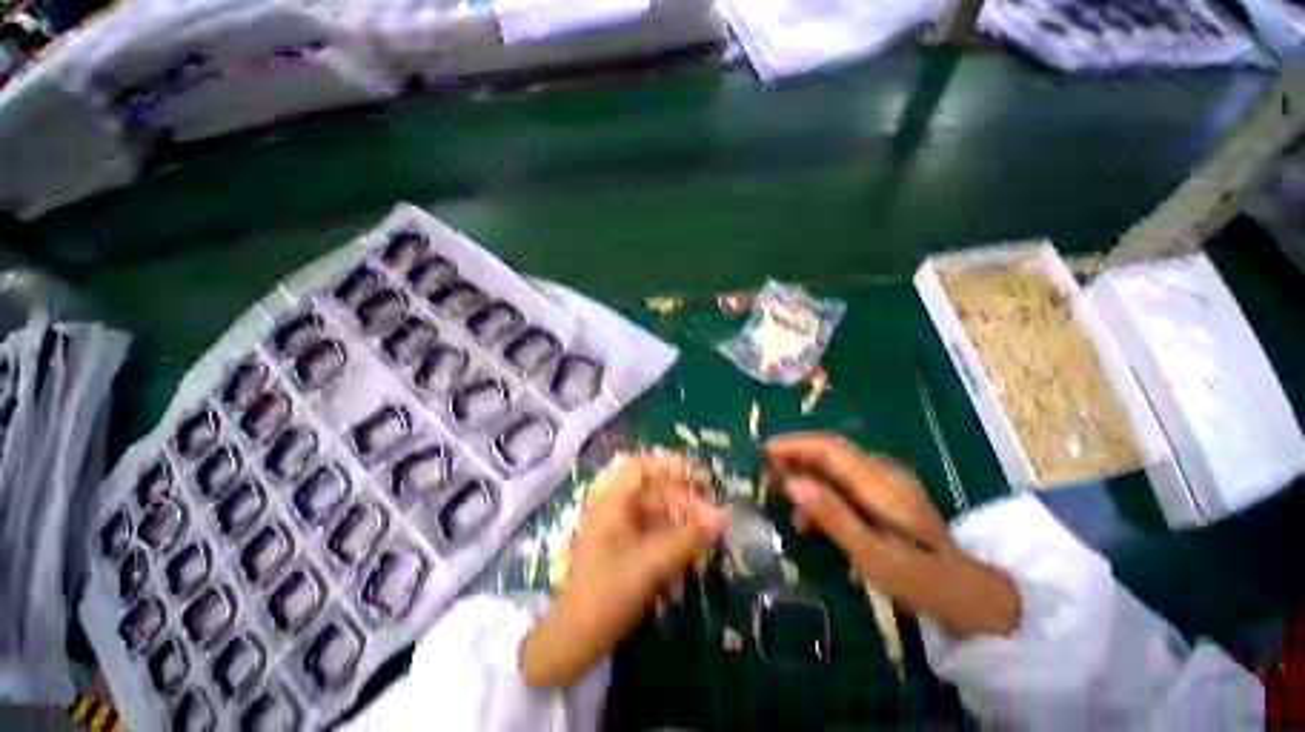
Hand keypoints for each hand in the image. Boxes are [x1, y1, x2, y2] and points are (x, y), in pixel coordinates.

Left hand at [520, 454, 725, 687]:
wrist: (576, 640)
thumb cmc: (609, 593)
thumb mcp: (652, 563)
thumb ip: (688, 537)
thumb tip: (722, 517)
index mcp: (612, 501)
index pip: (641, 467)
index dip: (670, 466)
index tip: (698, 477)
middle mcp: (614, 508)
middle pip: (654, 492)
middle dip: (685, 503)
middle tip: (712, 518)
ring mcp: (617, 529)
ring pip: (657, 515)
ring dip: (682, 526)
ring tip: (705, 541)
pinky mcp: (623, 548)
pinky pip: (653, 534)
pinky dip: (672, 543)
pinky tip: (689, 561)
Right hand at [766, 433, 1019, 637]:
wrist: (972, 594)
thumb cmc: (923, 581)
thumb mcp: (873, 556)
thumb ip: (831, 516)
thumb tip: (791, 482)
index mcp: (883, 485)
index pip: (830, 448)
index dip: (795, 445)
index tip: (765, 451)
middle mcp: (884, 473)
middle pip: (830, 452)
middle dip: (794, 457)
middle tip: (766, 475)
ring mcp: (886, 482)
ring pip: (833, 466)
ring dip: (804, 474)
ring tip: (780, 495)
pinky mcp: (885, 494)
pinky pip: (843, 482)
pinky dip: (820, 491)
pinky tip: (807, 517)